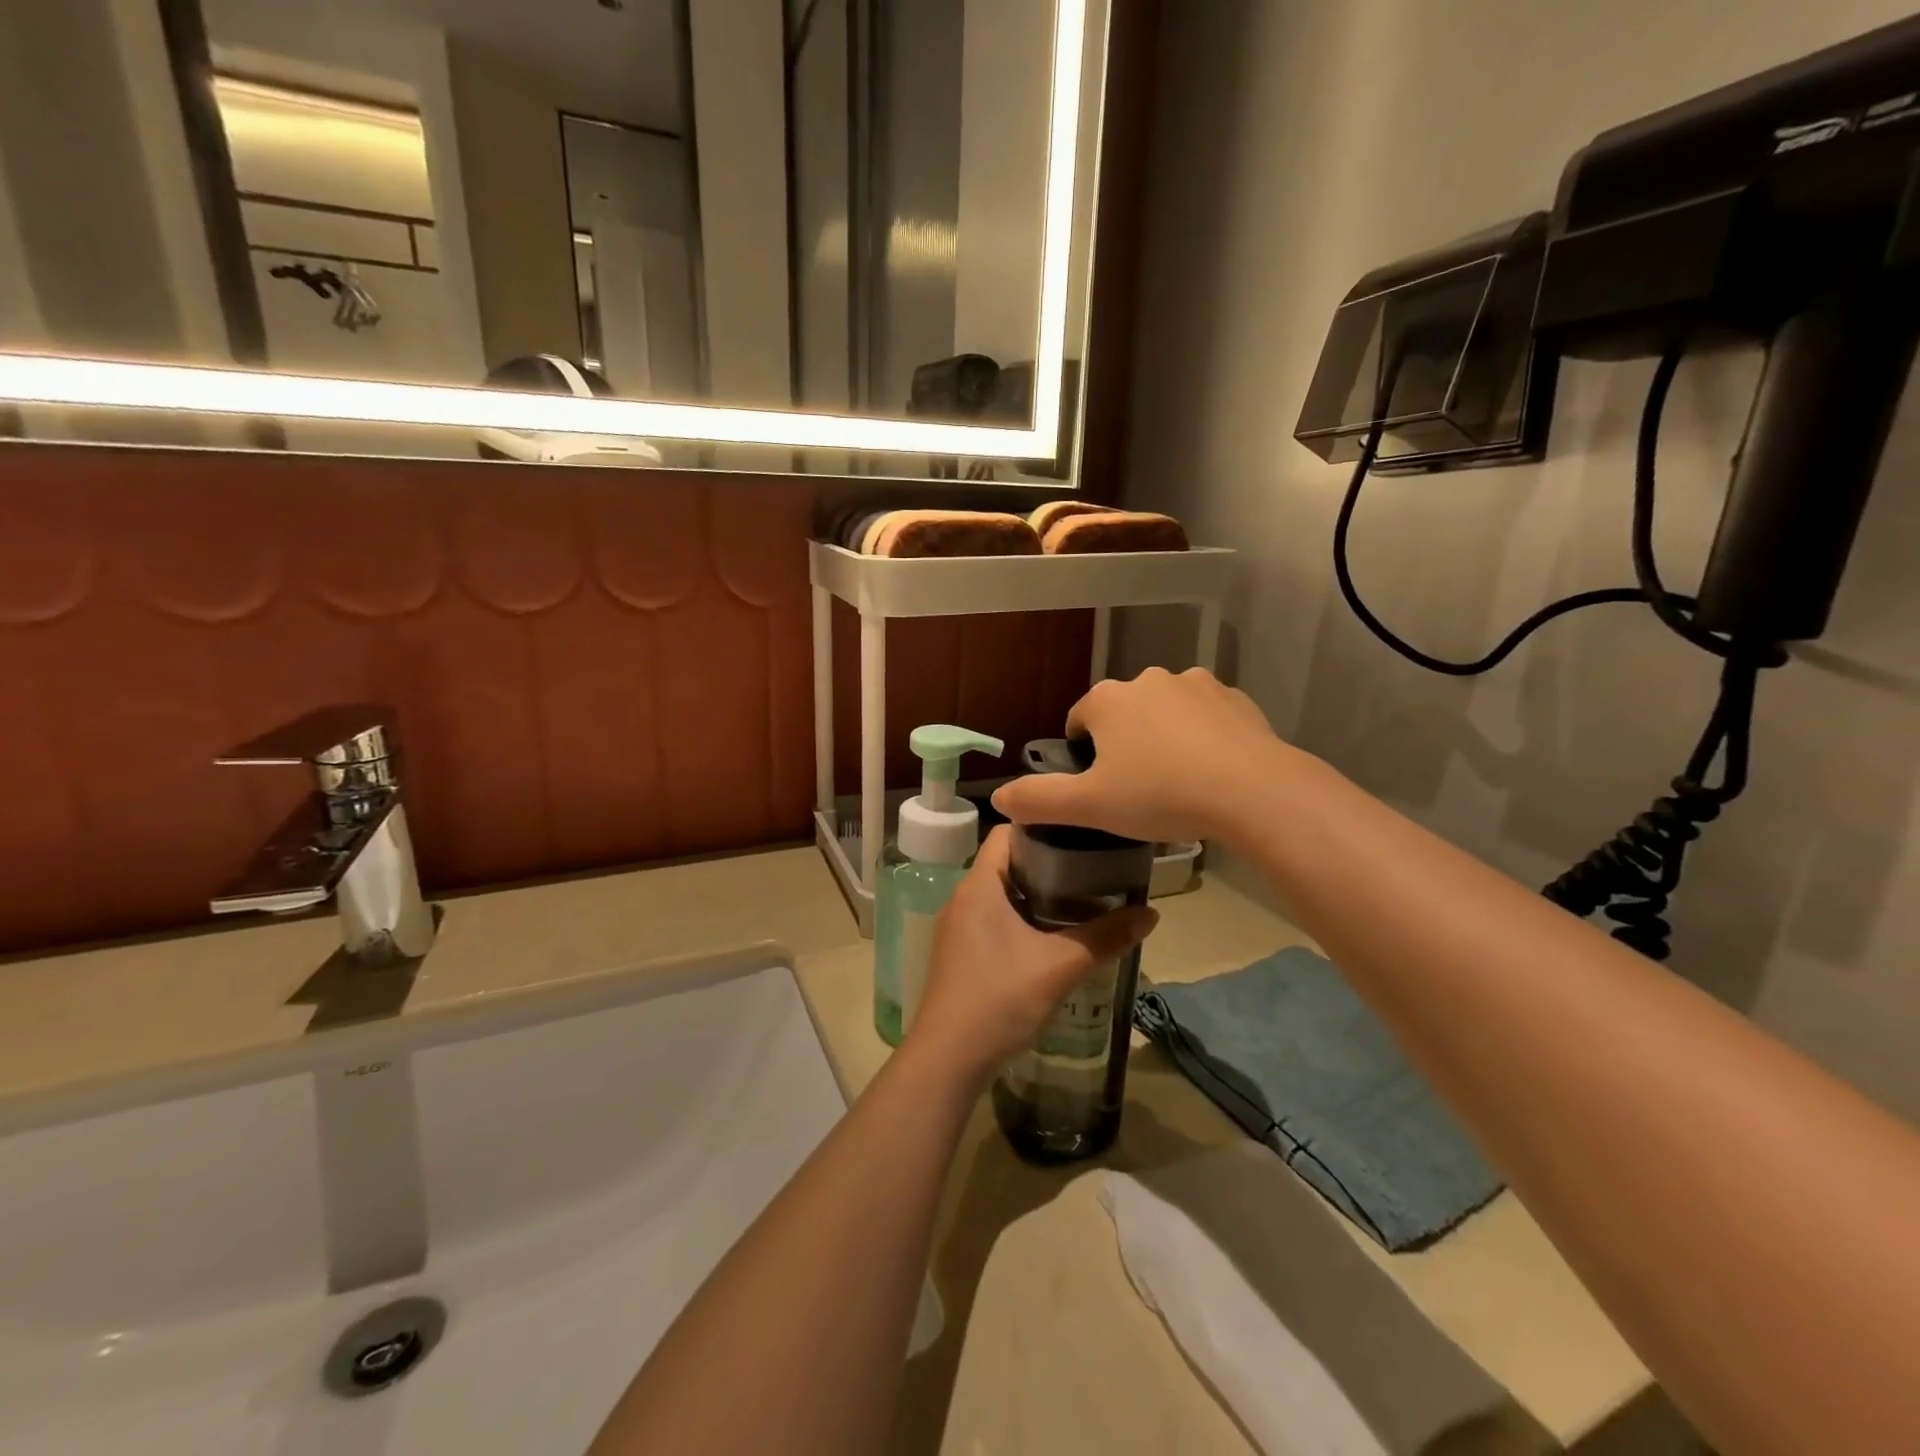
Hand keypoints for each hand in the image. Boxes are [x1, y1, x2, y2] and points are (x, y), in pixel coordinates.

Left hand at [904, 827, 1157, 1088]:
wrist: (948, 1060)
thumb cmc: (999, 999)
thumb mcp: (1059, 966)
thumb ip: (1106, 938)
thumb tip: (1152, 914)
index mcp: (979, 886)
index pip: (1006, 833)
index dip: (1041, 825)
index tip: (1081, 831)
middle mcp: (964, 898)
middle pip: (1007, 862)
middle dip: (1049, 861)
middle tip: (1093, 865)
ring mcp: (959, 928)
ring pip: (1002, 893)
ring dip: (1038, 893)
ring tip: (1083, 897)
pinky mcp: (962, 954)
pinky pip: (995, 919)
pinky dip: (1025, 918)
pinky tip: (1055, 936)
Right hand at [990, 667, 1286, 844]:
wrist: (1252, 792)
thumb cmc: (1160, 795)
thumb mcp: (1090, 806)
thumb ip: (1039, 799)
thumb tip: (998, 797)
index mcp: (1108, 700)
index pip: (1079, 718)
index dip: (1081, 751)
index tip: (1096, 783)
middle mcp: (1149, 680)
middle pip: (1123, 712)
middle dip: (1123, 742)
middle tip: (1135, 788)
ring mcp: (1196, 685)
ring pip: (1165, 711)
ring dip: (1163, 735)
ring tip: (1176, 780)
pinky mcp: (1235, 699)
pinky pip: (1206, 716)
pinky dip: (1202, 736)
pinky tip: (1211, 771)